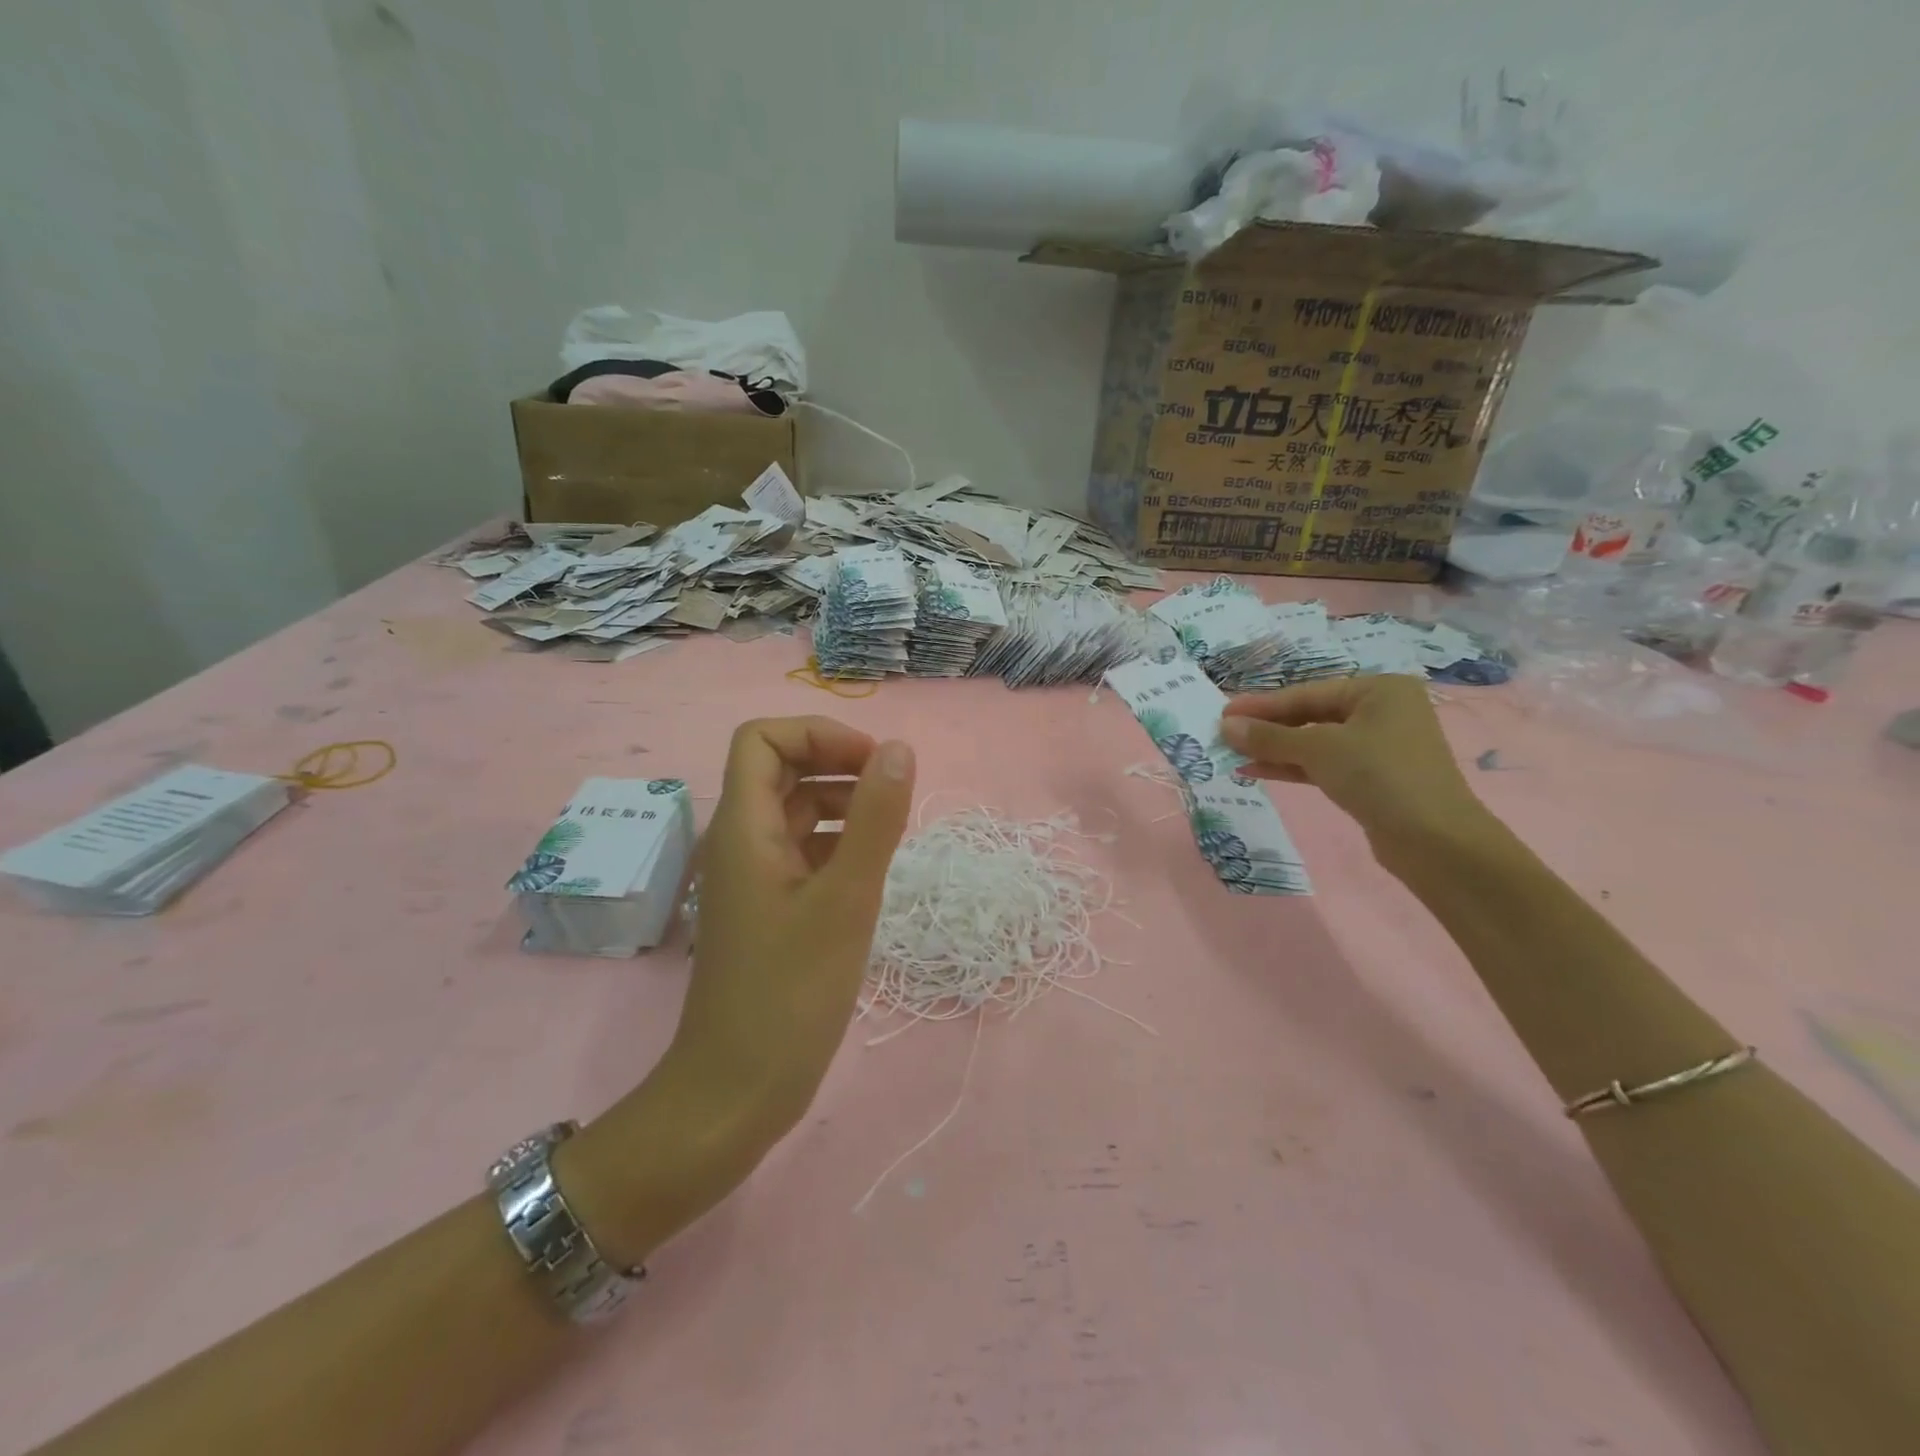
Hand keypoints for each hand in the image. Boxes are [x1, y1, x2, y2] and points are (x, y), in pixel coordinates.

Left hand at [669, 716, 914, 1140]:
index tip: (872, 764)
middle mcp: (742, 842)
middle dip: (838, 766)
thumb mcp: (845, 900)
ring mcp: (755, 877)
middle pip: (783, 770)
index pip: (763, 739)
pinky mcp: (770, 910)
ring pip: (797, 813)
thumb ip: (875, 819)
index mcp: (745, 827)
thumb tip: (898, 748)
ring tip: (891, 834)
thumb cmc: (789, 995)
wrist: (736, 1094)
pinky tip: (871, 873)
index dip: (817, 735)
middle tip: (892, 794)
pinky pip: (805, 853)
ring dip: (844, 806)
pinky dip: (839, 845)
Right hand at [1219, 676, 1488, 861]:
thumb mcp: (1318, 749)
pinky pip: (1323, 764)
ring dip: (1274, 749)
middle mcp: (1381, 712)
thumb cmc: (1379, 776)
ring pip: (1314, 742)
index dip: (1261, 704)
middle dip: (1266, 728)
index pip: (1306, 692)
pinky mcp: (1372, 779)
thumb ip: (1269, 736)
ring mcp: (1378, 747)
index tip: (1222, 711)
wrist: (1434, 841)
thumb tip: (1225, 726)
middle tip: (1224, 734)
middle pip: (1310, 715)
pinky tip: (1256, 771)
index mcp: (1378, 689)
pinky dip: (1292, 767)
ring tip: (1232, 754)